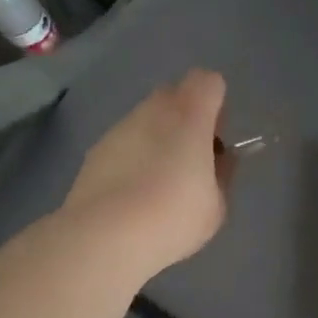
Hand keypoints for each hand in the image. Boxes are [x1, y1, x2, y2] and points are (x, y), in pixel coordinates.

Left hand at [62, 70, 232, 283]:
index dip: (216, 104)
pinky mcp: (95, 150)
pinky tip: (131, 195)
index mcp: (190, 115)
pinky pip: (124, 142)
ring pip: (146, 119)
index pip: (208, 81)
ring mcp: (119, 128)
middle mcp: (153, 110)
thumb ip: (222, 174)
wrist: (104, 236)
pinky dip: (132, 157)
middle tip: (190, 159)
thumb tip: (219, 160)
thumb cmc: (172, 216)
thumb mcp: (216, 205)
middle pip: (174, 95)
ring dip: (157, 138)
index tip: (215, 138)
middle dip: (186, 118)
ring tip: (158, 183)